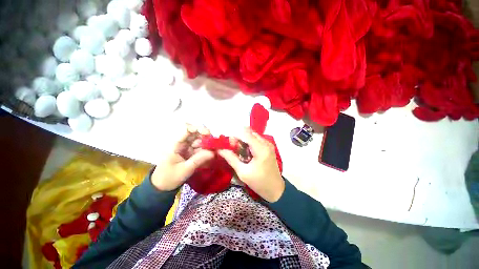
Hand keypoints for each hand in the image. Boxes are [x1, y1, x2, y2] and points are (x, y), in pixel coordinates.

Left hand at [151, 124, 213, 190]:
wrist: (162, 187)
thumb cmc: (169, 177)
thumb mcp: (185, 169)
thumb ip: (198, 160)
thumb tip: (213, 152)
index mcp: (177, 144)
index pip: (187, 130)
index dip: (197, 129)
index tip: (208, 133)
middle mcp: (182, 144)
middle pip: (195, 134)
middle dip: (205, 136)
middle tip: (214, 142)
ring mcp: (187, 149)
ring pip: (199, 141)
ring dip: (207, 144)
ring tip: (215, 149)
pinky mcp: (190, 154)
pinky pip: (200, 149)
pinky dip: (206, 150)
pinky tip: (212, 154)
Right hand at [218, 128, 284, 201]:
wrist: (275, 189)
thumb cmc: (259, 182)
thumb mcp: (243, 172)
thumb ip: (231, 159)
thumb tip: (220, 149)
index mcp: (261, 149)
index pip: (246, 134)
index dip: (235, 136)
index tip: (229, 144)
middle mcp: (266, 143)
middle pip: (249, 133)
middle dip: (239, 138)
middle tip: (233, 148)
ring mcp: (269, 144)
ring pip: (252, 136)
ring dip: (244, 141)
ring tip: (239, 152)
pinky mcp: (269, 147)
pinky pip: (256, 140)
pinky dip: (249, 144)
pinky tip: (246, 153)